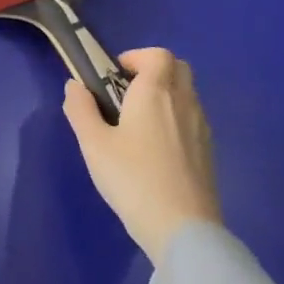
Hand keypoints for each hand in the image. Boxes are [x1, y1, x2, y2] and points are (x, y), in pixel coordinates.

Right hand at [63, 47, 220, 264]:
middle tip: (125, 93)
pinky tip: (155, 148)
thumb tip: (75, 85)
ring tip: (136, 123)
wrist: (182, 228)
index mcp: (155, 93)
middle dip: (152, 71)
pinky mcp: (208, 152)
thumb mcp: (93, 144)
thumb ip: (80, 109)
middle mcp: (184, 103)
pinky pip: (192, 118)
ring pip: (187, 93)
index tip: (113, 76)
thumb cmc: (132, 178)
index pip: (157, 55)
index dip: (135, 57)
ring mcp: (201, 128)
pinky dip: (175, 117)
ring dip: (165, 94)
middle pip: (178, 68)